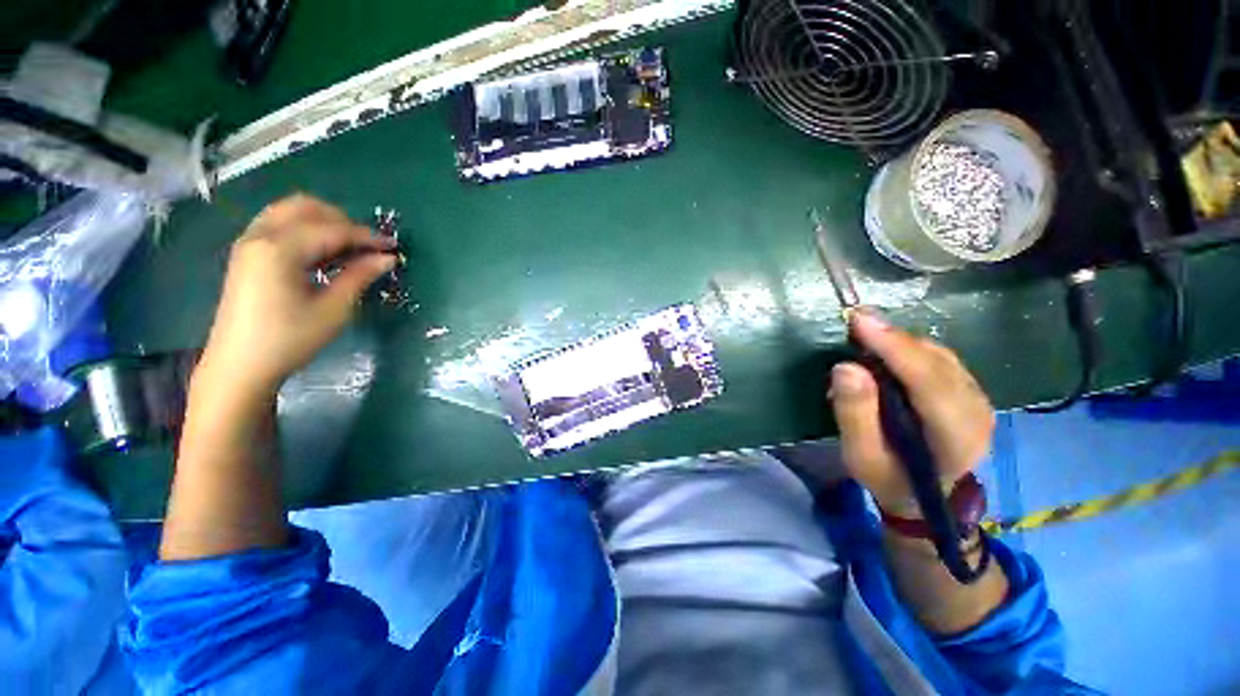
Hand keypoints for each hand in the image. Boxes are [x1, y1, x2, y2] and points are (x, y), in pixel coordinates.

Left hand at [197, 195, 396, 397]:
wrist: (239, 365)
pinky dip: (305, 231)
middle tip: (368, 246)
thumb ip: (360, 277)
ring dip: (323, 223)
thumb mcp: (333, 309)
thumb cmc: (289, 339)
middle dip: (343, 221)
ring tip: (349, 249)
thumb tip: (387, 259)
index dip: (366, 236)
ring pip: (290, 212)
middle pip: (306, 207)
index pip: (332, 229)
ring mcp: (249, 243)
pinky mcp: (247, 254)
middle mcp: (260, 235)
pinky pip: (279, 226)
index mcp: (279, 249)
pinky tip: (323, 254)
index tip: (393, 246)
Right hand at [829, 310, 994, 517]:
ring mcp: (979, 399)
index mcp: (955, 438)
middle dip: (894, 339)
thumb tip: (845, 367)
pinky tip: (885, 348)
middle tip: (854, 320)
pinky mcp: (970, 391)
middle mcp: (978, 413)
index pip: (929, 383)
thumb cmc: (888, 477)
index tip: (859, 321)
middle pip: (936, 363)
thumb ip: (854, 413)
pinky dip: (909, 348)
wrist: (922, 495)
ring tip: (864, 333)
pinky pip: (940, 358)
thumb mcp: (860, 455)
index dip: (894, 349)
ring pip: (940, 356)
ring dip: (900, 341)